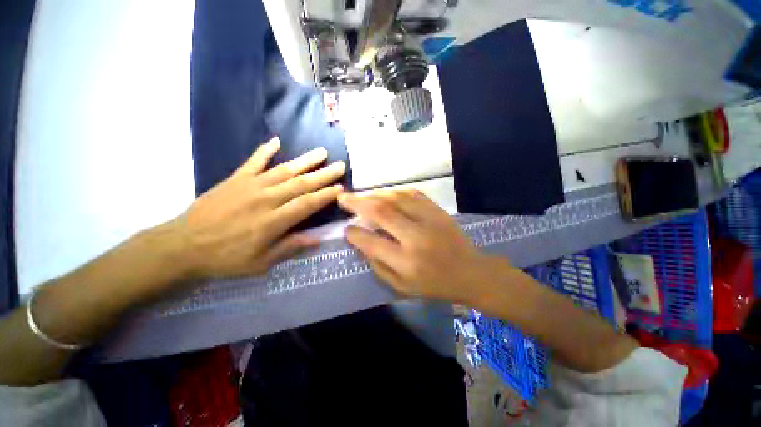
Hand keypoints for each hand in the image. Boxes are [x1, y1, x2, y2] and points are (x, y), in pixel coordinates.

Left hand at [165, 137, 344, 280]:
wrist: (183, 245)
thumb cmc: (225, 258)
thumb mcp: (261, 263)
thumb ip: (290, 248)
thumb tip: (317, 239)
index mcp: (273, 221)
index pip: (307, 204)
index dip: (326, 195)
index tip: (341, 188)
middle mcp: (266, 199)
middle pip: (301, 184)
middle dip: (324, 175)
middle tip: (340, 166)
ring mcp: (250, 186)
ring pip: (284, 170)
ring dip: (305, 161)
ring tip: (322, 152)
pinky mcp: (235, 179)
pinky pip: (253, 161)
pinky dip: (265, 150)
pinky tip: (277, 141)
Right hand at [338, 190, 497, 302]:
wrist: (471, 273)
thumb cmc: (435, 285)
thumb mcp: (403, 287)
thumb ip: (379, 266)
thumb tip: (362, 243)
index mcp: (407, 262)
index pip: (373, 242)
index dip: (355, 233)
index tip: (346, 228)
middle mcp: (416, 238)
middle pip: (382, 212)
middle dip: (358, 203)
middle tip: (342, 197)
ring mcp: (430, 220)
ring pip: (396, 198)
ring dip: (375, 194)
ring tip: (362, 196)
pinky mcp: (438, 211)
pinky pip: (412, 194)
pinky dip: (395, 192)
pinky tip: (385, 194)